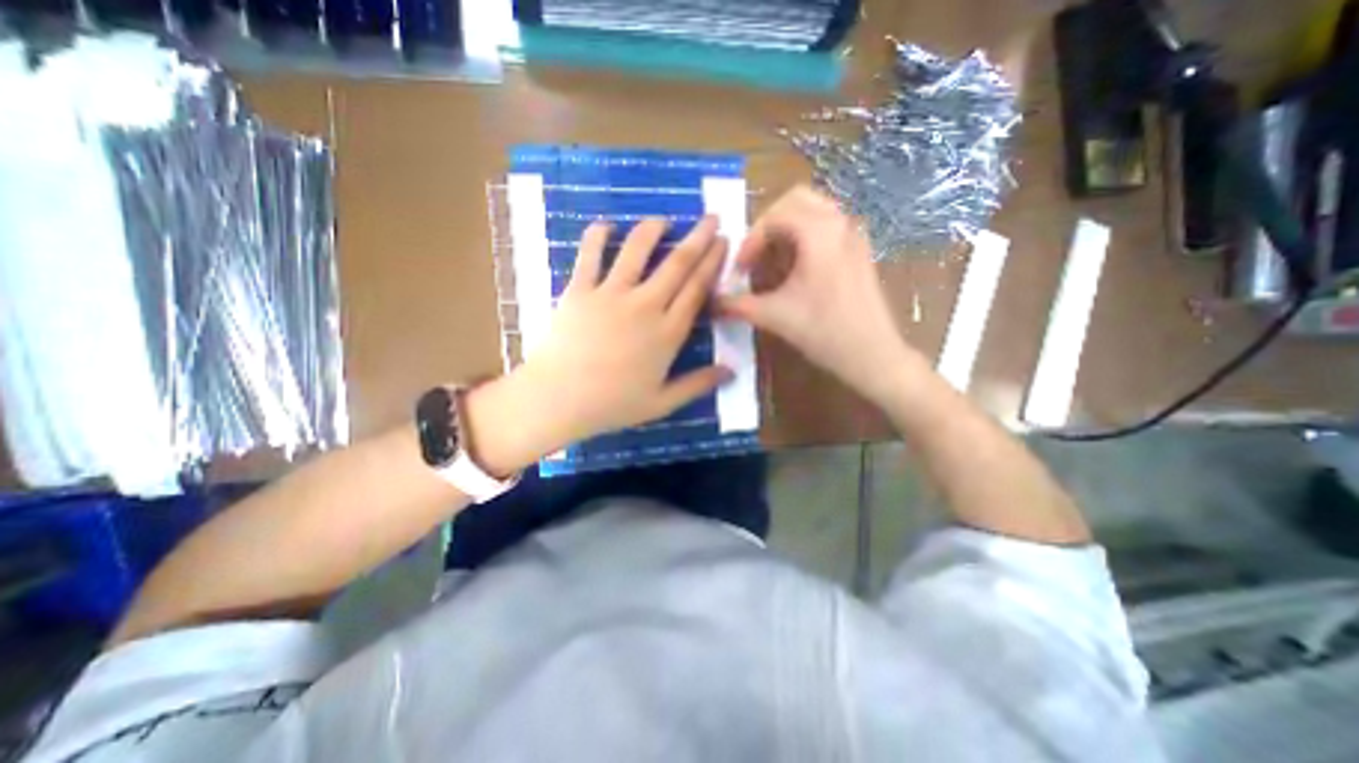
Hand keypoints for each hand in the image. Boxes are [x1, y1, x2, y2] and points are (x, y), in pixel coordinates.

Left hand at [475, 217, 738, 473]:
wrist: (559, 399)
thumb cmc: (613, 405)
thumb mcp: (662, 402)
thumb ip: (698, 384)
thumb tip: (733, 372)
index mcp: (668, 333)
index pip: (697, 289)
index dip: (713, 264)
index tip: (724, 243)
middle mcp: (645, 305)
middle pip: (677, 264)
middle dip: (698, 238)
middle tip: (711, 218)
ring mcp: (611, 294)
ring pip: (637, 250)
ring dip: (653, 230)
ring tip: (663, 219)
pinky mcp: (580, 290)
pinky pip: (590, 255)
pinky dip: (597, 236)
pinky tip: (606, 225)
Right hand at [721, 185, 923, 403]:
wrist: (872, 354)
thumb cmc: (822, 331)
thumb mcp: (774, 316)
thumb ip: (738, 305)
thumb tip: (712, 302)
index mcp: (819, 231)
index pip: (773, 216)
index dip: (750, 241)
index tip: (740, 270)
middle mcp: (840, 222)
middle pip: (796, 200)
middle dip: (768, 223)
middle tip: (755, 252)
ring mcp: (854, 235)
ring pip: (815, 210)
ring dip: (788, 227)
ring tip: (772, 258)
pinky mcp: (860, 250)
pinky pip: (828, 226)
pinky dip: (806, 235)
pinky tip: (797, 266)